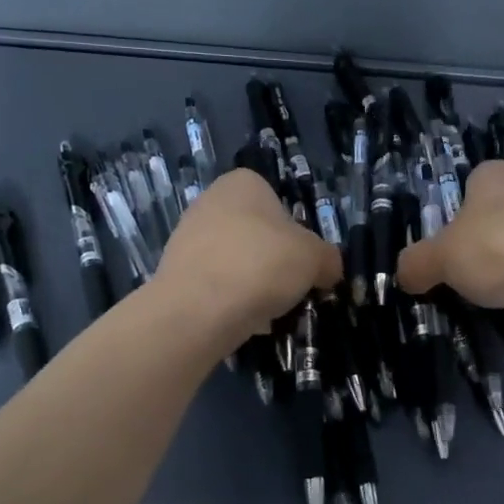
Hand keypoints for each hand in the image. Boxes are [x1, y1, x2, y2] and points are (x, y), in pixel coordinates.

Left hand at [155, 169, 340, 349]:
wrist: (198, 309)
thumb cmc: (262, 264)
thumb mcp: (315, 258)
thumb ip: (328, 259)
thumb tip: (328, 269)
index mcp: (243, 183)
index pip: (278, 201)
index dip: (297, 232)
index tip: (304, 260)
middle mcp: (210, 201)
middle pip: (256, 233)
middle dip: (273, 259)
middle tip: (290, 287)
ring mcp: (187, 236)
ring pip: (236, 260)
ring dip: (253, 282)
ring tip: (269, 310)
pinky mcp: (174, 273)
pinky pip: (215, 284)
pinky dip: (231, 300)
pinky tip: (242, 320)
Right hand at [396, 161, 503, 317]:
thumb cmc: (498, 250)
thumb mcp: (440, 259)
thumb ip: (416, 264)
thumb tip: (404, 274)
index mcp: (493, 172)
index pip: (466, 184)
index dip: (453, 216)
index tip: (448, 248)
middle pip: (494, 212)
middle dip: (482, 239)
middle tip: (468, 271)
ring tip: (500, 288)